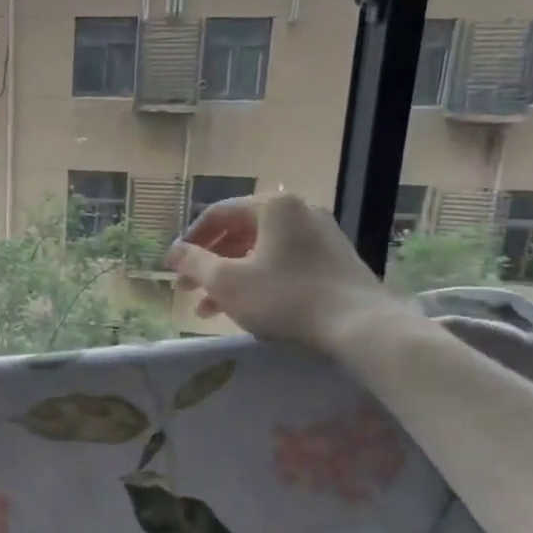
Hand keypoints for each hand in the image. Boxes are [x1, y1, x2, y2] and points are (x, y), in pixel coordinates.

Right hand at [165, 193, 400, 353]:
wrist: (360, 325)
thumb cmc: (285, 297)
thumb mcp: (227, 282)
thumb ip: (195, 263)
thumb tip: (174, 252)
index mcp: (273, 206)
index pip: (217, 214)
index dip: (189, 241)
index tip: (172, 267)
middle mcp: (299, 211)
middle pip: (239, 233)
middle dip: (208, 263)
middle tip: (186, 289)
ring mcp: (321, 236)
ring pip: (261, 252)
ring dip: (230, 277)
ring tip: (208, 309)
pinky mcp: (334, 261)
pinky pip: (284, 263)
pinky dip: (258, 280)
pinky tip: (245, 308)